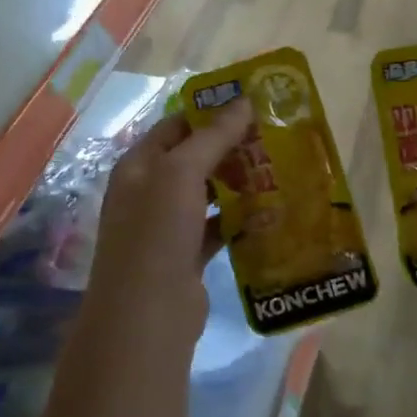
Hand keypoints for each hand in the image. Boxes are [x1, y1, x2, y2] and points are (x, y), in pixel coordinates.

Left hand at [87, 99, 252, 332]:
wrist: (147, 316)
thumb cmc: (158, 233)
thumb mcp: (182, 173)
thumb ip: (213, 136)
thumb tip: (243, 100)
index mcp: (139, 165)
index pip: (176, 125)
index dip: (210, 112)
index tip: (252, 105)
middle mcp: (150, 191)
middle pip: (194, 158)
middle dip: (230, 147)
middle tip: (274, 136)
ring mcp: (167, 225)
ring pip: (207, 193)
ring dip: (238, 182)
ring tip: (278, 168)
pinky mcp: (187, 255)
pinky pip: (217, 227)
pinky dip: (239, 219)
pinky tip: (269, 211)